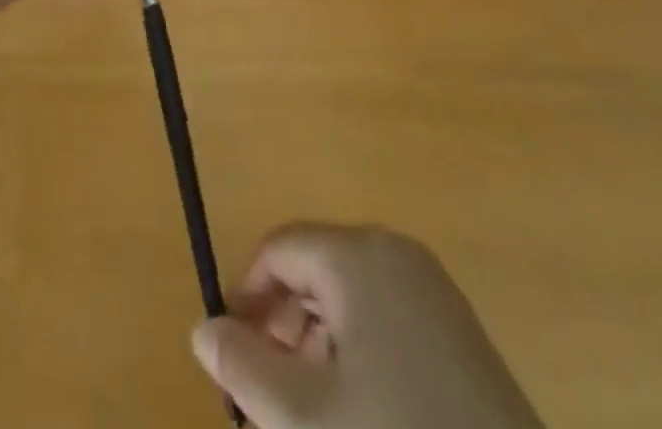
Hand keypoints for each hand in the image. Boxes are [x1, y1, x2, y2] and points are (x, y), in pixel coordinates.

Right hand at [192, 225, 542, 428]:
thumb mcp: (305, 420)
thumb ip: (245, 368)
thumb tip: (203, 329)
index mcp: (357, 256)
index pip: (279, 249)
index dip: (246, 298)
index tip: (231, 360)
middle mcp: (395, 254)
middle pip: (314, 269)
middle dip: (283, 328)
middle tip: (269, 401)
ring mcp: (433, 290)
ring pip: (349, 299)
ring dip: (318, 347)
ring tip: (313, 417)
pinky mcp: (459, 331)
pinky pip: (386, 320)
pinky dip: (358, 356)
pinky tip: (363, 417)